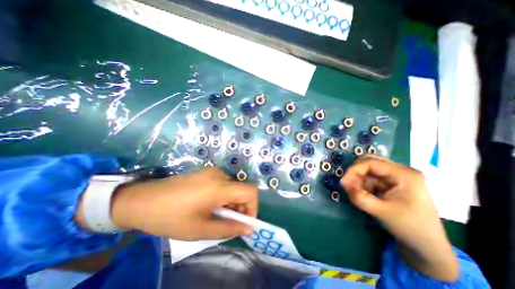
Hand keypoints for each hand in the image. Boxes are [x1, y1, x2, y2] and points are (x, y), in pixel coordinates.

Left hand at [109, 166, 259, 240]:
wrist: (141, 200)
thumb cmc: (170, 217)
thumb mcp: (200, 229)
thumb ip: (228, 229)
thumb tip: (249, 228)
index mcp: (220, 186)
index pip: (251, 191)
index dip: (253, 206)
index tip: (244, 222)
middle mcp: (219, 174)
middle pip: (242, 189)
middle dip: (240, 207)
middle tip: (228, 223)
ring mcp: (212, 171)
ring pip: (233, 187)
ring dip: (231, 202)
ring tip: (216, 215)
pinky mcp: (206, 172)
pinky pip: (224, 183)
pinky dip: (224, 195)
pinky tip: (209, 205)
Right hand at [341, 156, 457, 281]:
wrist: (427, 246)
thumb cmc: (409, 228)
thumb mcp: (381, 212)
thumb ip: (360, 197)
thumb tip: (343, 184)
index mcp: (404, 175)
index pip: (372, 163)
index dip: (354, 170)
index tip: (343, 182)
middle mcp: (401, 171)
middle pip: (370, 162)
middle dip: (356, 172)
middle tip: (347, 184)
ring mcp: (396, 177)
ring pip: (369, 170)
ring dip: (359, 179)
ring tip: (355, 192)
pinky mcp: (391, 183)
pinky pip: (371, 178)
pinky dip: (363, 184)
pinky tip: (363, 194)